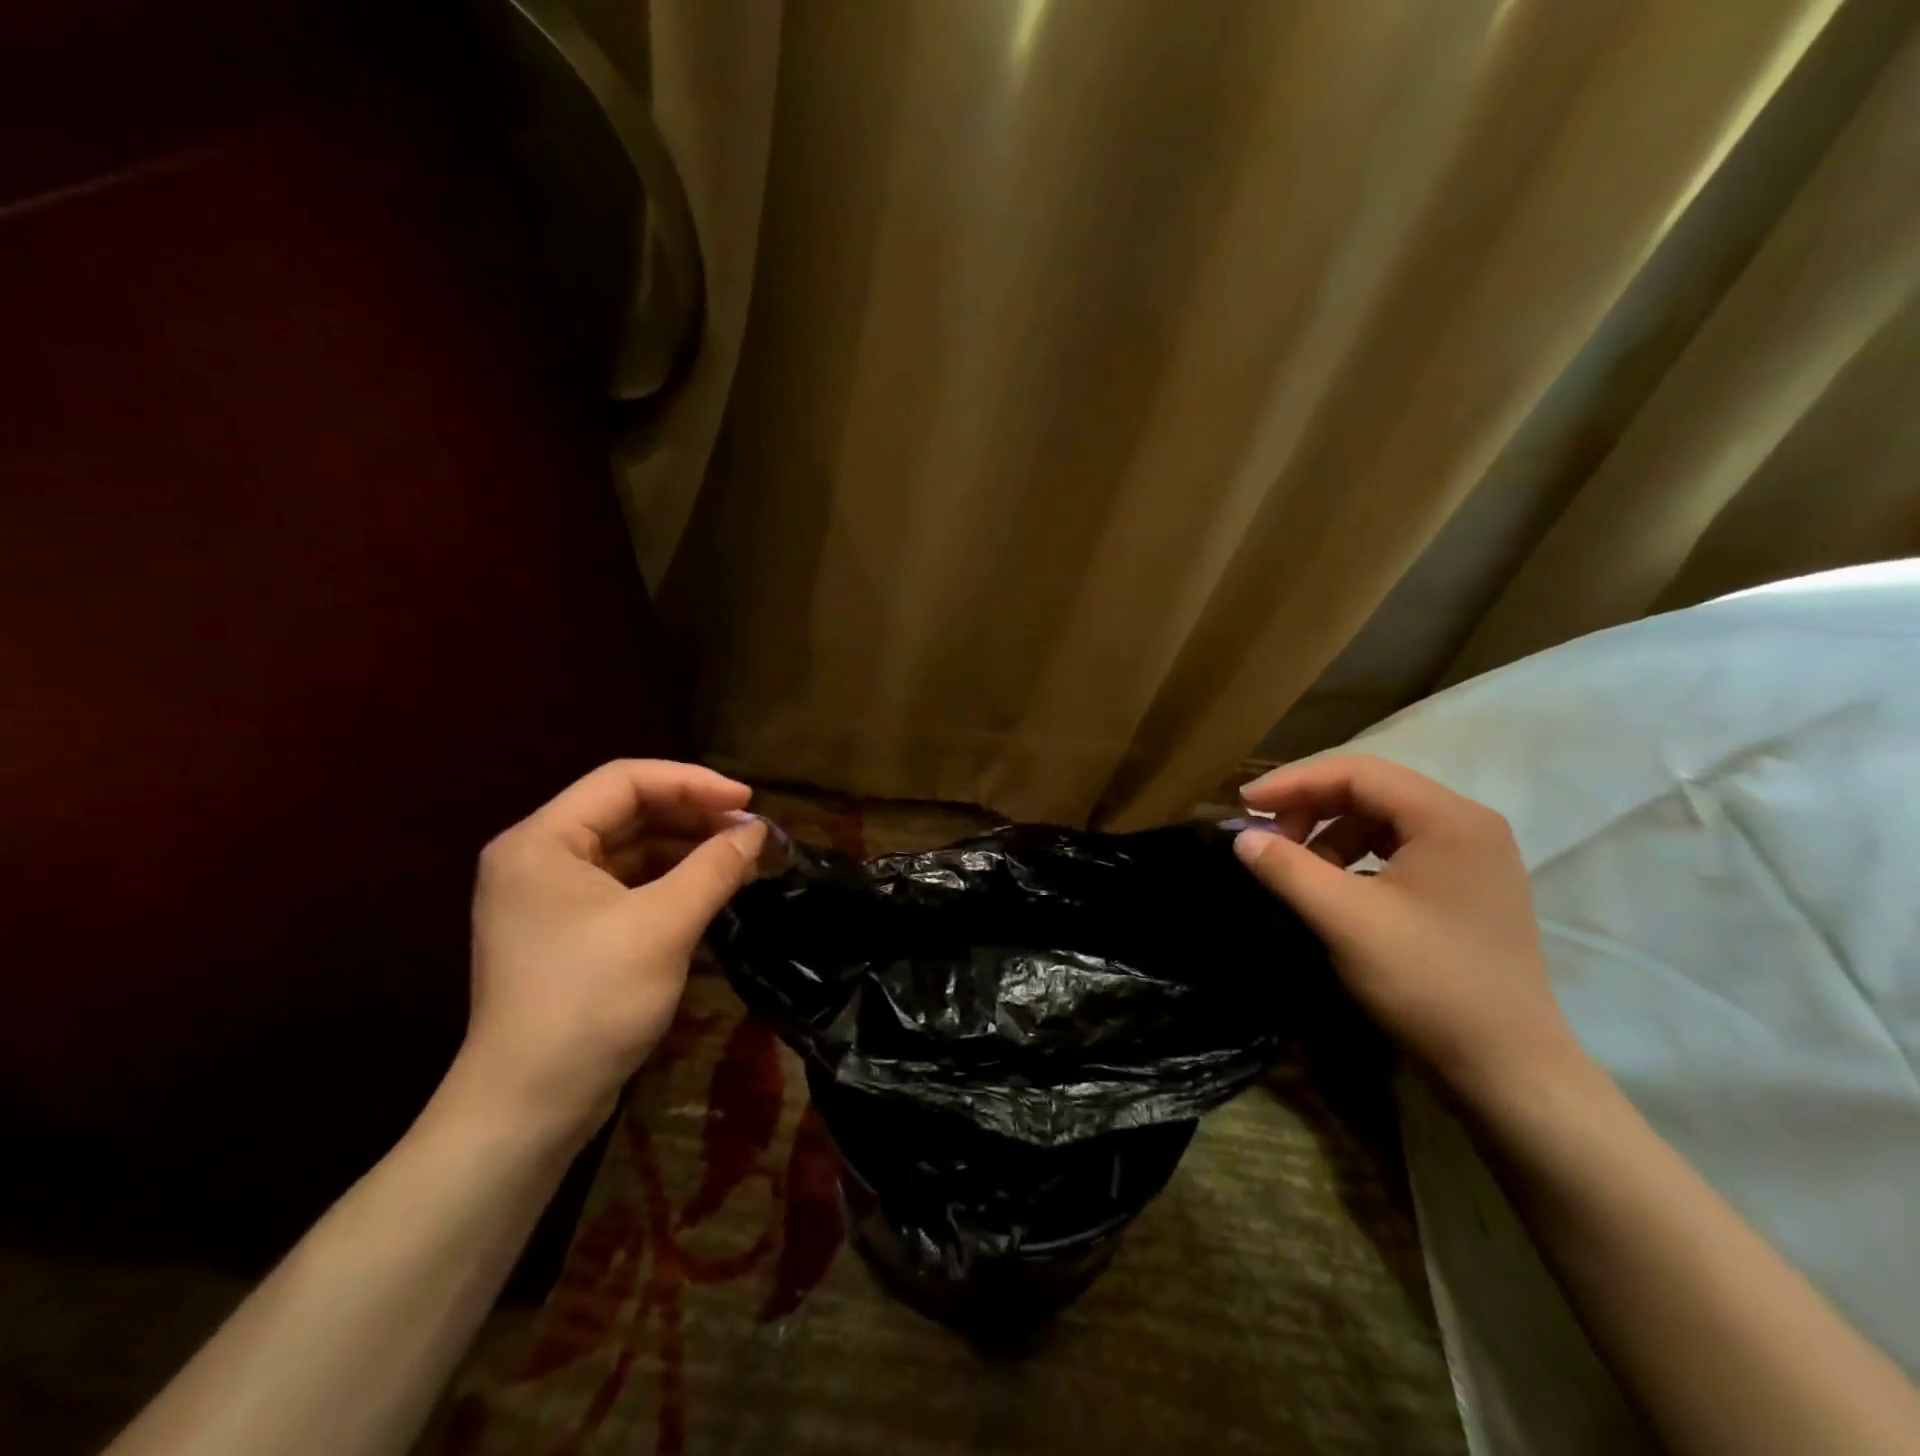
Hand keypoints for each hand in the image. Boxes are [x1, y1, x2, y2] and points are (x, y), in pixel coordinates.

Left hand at [449, 759, 767, 1141]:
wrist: (529, 1108)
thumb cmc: (591, 1002)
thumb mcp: (664, 925)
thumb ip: (714, 868)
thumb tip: (758, 832)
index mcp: (543, 840)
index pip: (625, 780)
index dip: (693, 782)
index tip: (748, 802)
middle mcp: (538, 857)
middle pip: (627, 811)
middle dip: (693, 816)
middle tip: (750, 833)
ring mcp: (548, 896)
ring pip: (629, 849)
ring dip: (686, 849)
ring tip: (740, 860)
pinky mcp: (565, 931)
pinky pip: (625, 885)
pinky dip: (669, 881)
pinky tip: (710, 890)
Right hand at [1233, 754, 1589, 1110]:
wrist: (1508, 1069)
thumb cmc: (1428, 982)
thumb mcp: (1346, 920)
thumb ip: (1288, 869)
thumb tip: (1242, 837)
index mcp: (1448, 818)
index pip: (1357, 773)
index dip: (1293, 782)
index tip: (1244, 805)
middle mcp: (1467, 824)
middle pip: (1370, 791)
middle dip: (1309, 808)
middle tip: (1266, 838)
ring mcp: (1471, 857)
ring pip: (1381, 821)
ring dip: (1328, 834)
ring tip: (1295, 866)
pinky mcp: (1465, 888)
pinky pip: (1396, 851)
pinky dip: (1353, 858)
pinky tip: (1331, 887)